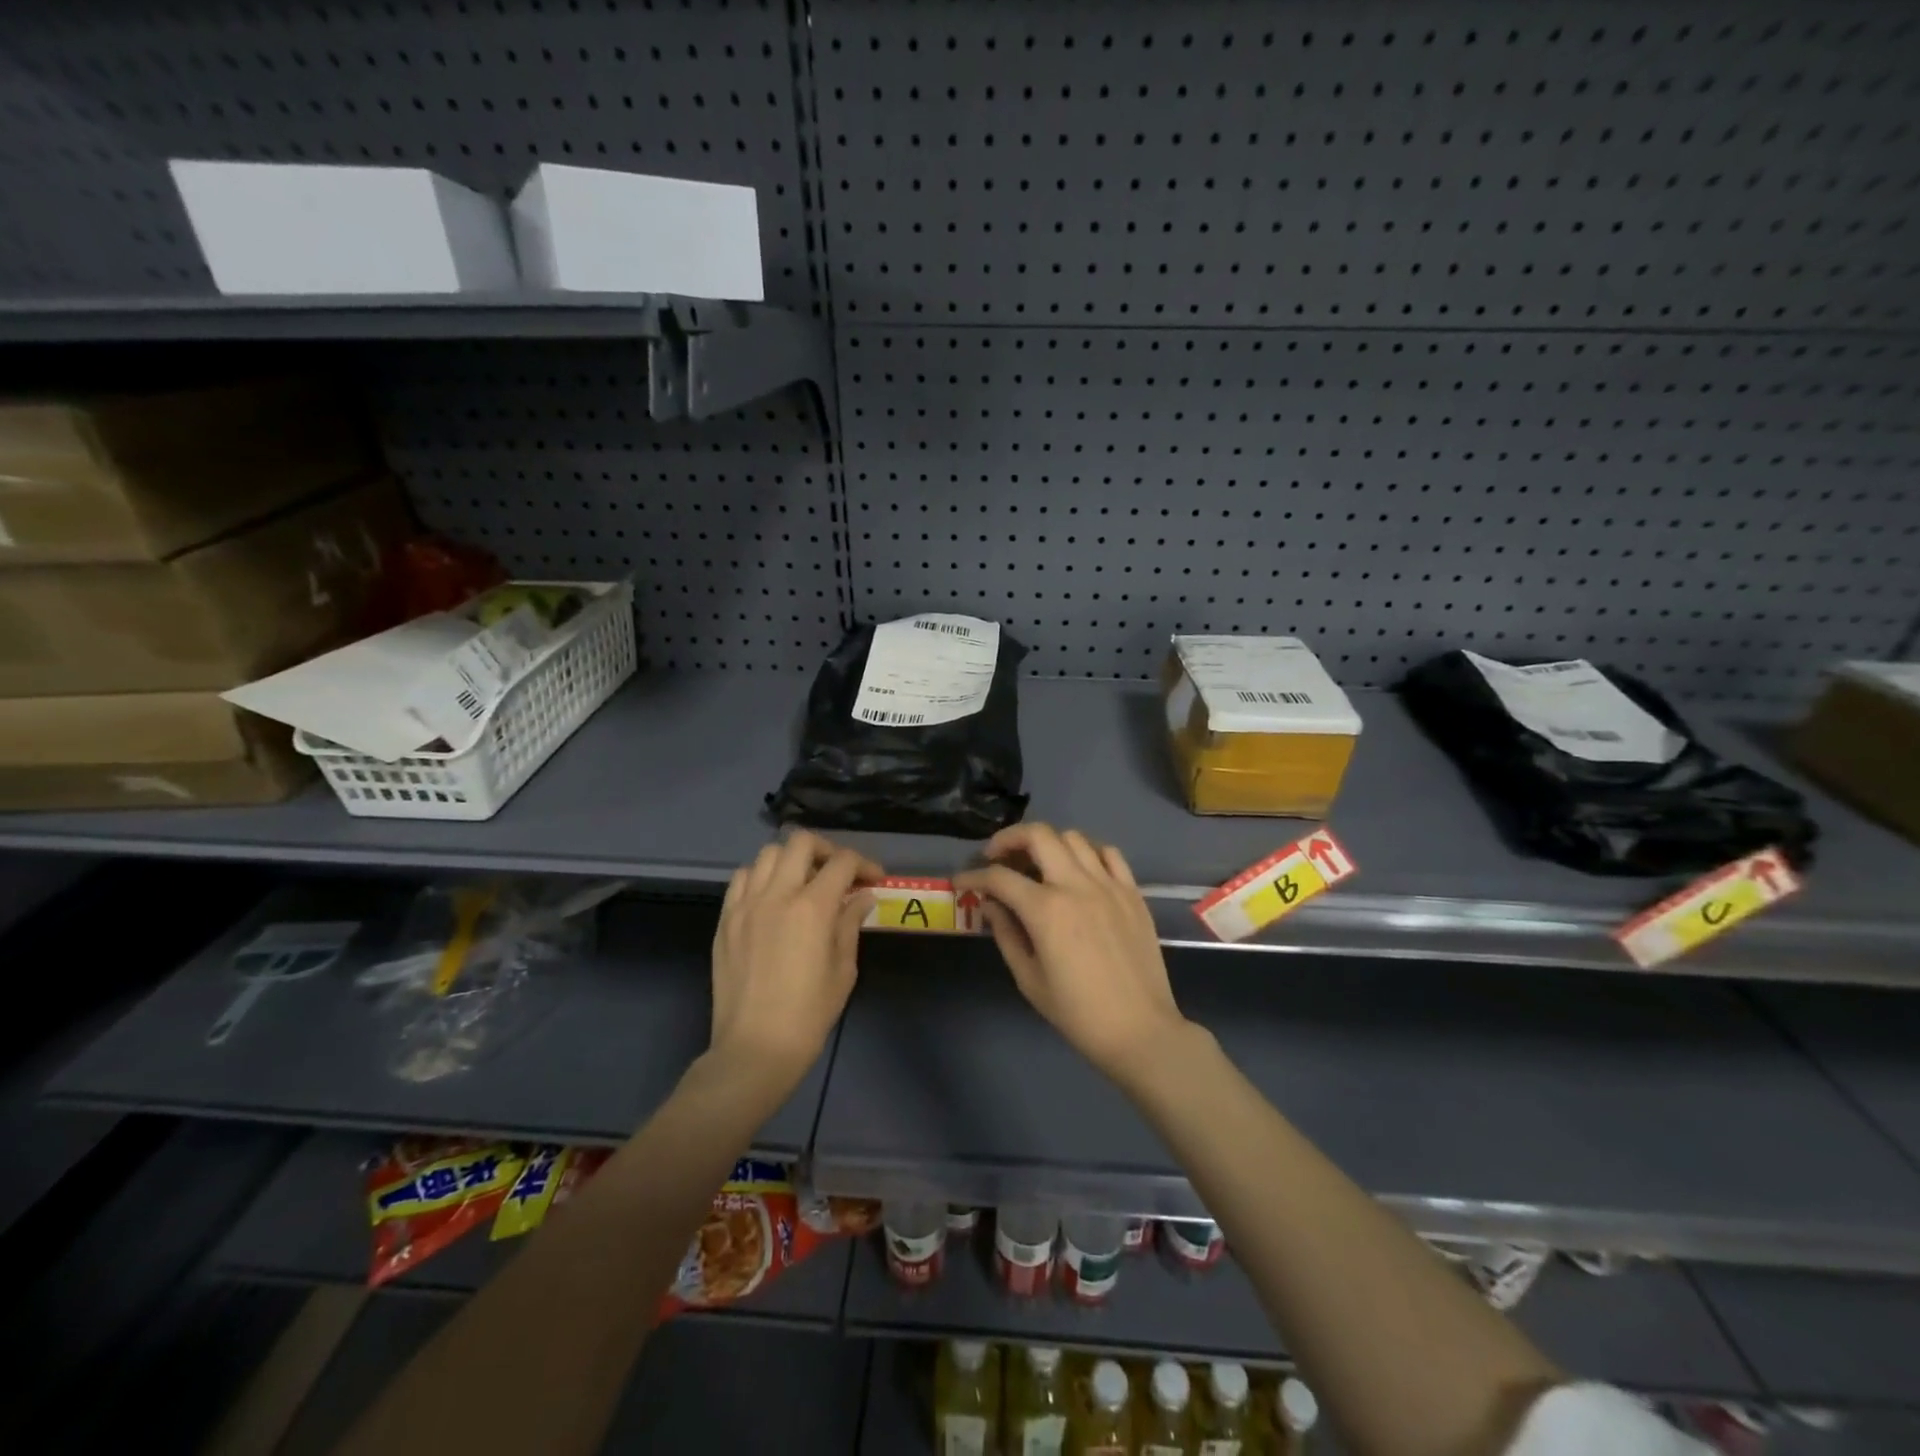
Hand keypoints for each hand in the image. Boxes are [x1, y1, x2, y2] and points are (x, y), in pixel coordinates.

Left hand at [710, 831, 880, 1083]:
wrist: (754, 1049)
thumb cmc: (809, 1014)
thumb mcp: (843, 969)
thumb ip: (850, 924)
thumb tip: (862, 897)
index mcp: (812, 908)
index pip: (842, 862)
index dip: (864, 864)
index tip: (873, 879)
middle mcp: (776, 895)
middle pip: (801, 842)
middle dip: (827, 850)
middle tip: (838, 873)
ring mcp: (745, 905)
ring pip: (768, 854)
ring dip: (792, 859)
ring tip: (804, 881)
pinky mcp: (725, 919)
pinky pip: (742, 878)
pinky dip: (761, 876)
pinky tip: (772, 897)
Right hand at [954, 823, 1188, 1078]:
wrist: (1140, 1030)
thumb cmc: (1078, 1013)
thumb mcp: (1029, 979)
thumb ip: (1006, 934)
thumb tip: (991, 905)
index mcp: (1047, 910)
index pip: (999, 877)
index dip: (973, 876)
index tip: (962, 881)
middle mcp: (1077, 885)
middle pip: (1038, 835)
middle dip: (1009, 839)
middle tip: (996, 856)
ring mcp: (1109, 884)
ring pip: (1073, 837)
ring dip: (1048, 843)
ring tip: (1037, 864)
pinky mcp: (1133, 892)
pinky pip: (1109, 853)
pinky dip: (1088, 853)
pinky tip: (1078, 871)